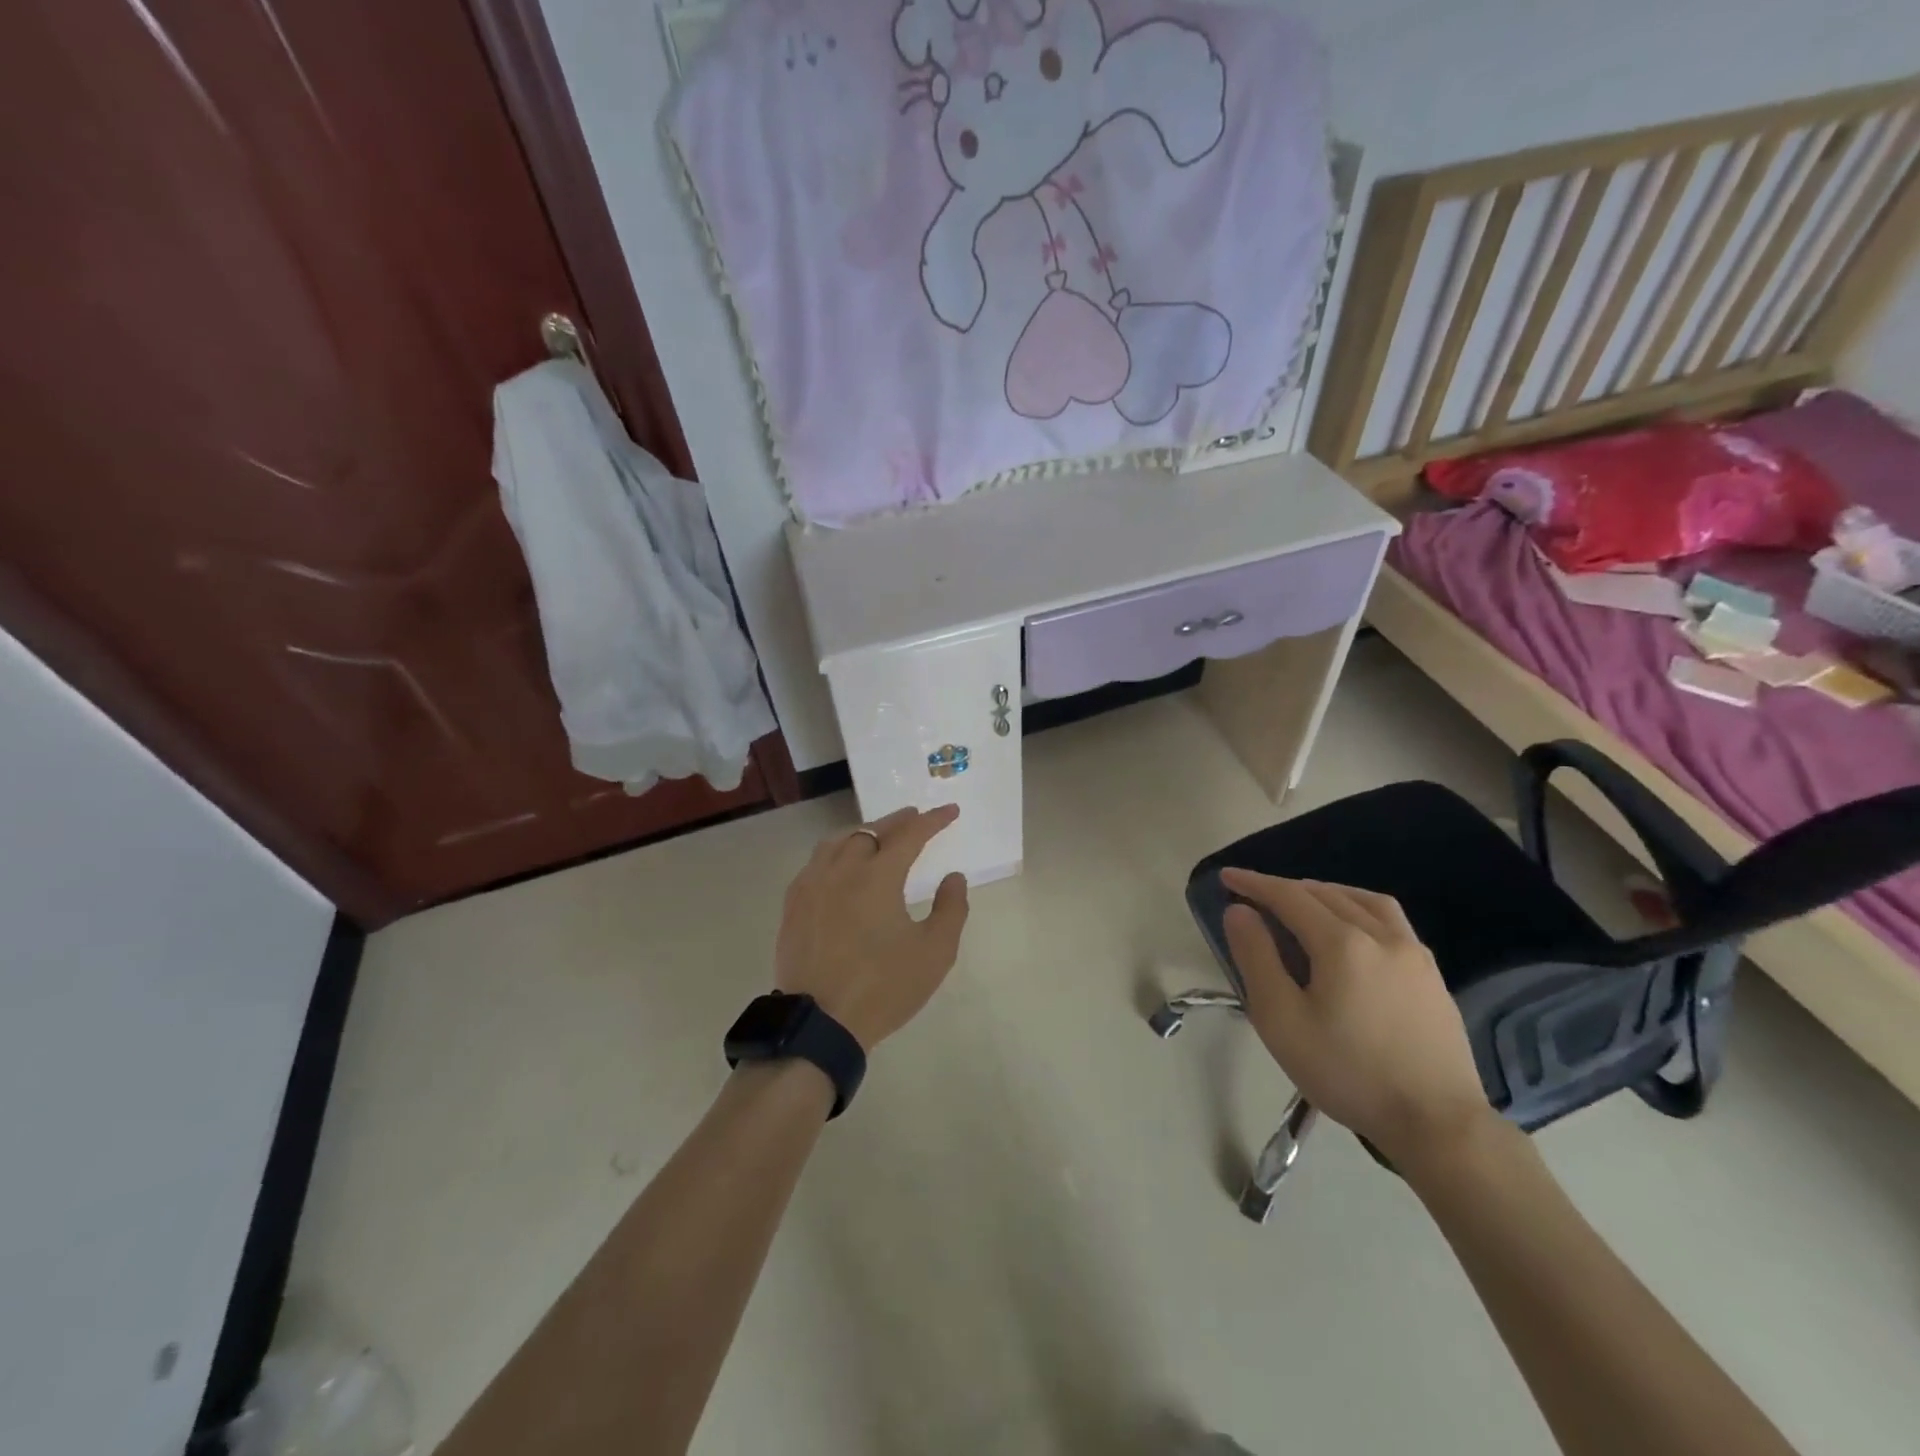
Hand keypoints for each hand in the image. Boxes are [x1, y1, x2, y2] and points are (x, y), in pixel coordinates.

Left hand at [774, 805, 970, 1051]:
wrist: (820, 1023)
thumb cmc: (884, 987)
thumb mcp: (934, 952)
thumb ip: (951, 909)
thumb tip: (953, 877)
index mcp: (878, 876)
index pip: (910, 835)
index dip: (933, 821)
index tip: (950, 811)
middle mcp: (842, 869)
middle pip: (871, 831)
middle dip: (898, 821)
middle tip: (916, 818)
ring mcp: (812, 885)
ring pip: (838, 841)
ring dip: (863, 832)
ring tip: (878, 836)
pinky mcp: (793, 905)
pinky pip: (815, 863)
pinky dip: (835, 853)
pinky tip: (839, 866)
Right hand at [1220, 869, 1493, 1168]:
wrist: (1438, 1124)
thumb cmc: (1348, 1073)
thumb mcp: (1281, 1020)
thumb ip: (1256, 958)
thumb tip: (1239, 911)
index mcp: (1342, 943)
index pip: (1289, 896)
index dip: (1254, 883)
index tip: (1226, 876)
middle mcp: (1381, 935)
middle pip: (1325, 893)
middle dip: (1285, 888)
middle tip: (1255, 897)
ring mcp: (1414, 953)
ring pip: (1363, 900)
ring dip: (1325, 892)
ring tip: (1303, 903)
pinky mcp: (1432, 975)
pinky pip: (1390, 920)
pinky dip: (1358, 908)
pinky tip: (1352, 930)